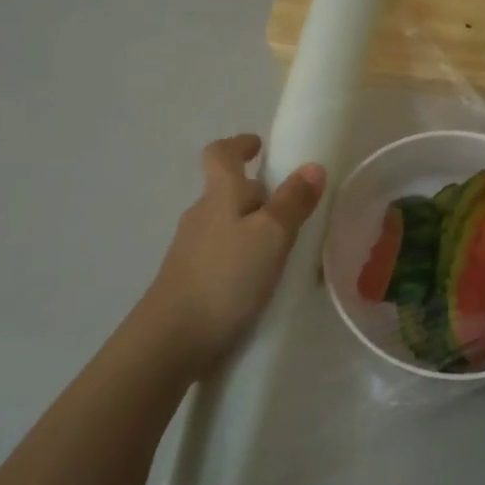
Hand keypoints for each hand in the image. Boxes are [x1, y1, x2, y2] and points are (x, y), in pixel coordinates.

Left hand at [141, 135, 324, 369]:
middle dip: (259, 195)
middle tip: (294, 209)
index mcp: (218, 196)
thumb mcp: (269, 236)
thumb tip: (312, 166)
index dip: (238, 145)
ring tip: (288, 251)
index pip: (220, 154)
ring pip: (228, 227)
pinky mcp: (191, 282)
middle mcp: (201, 217)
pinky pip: (225, 257)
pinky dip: (246, 259)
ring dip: (255, 230)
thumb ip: (292, 202)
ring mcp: (192, 251)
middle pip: (228, 192)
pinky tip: (264, 283)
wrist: (172, 339)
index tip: (258, 145)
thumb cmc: (225, 277)